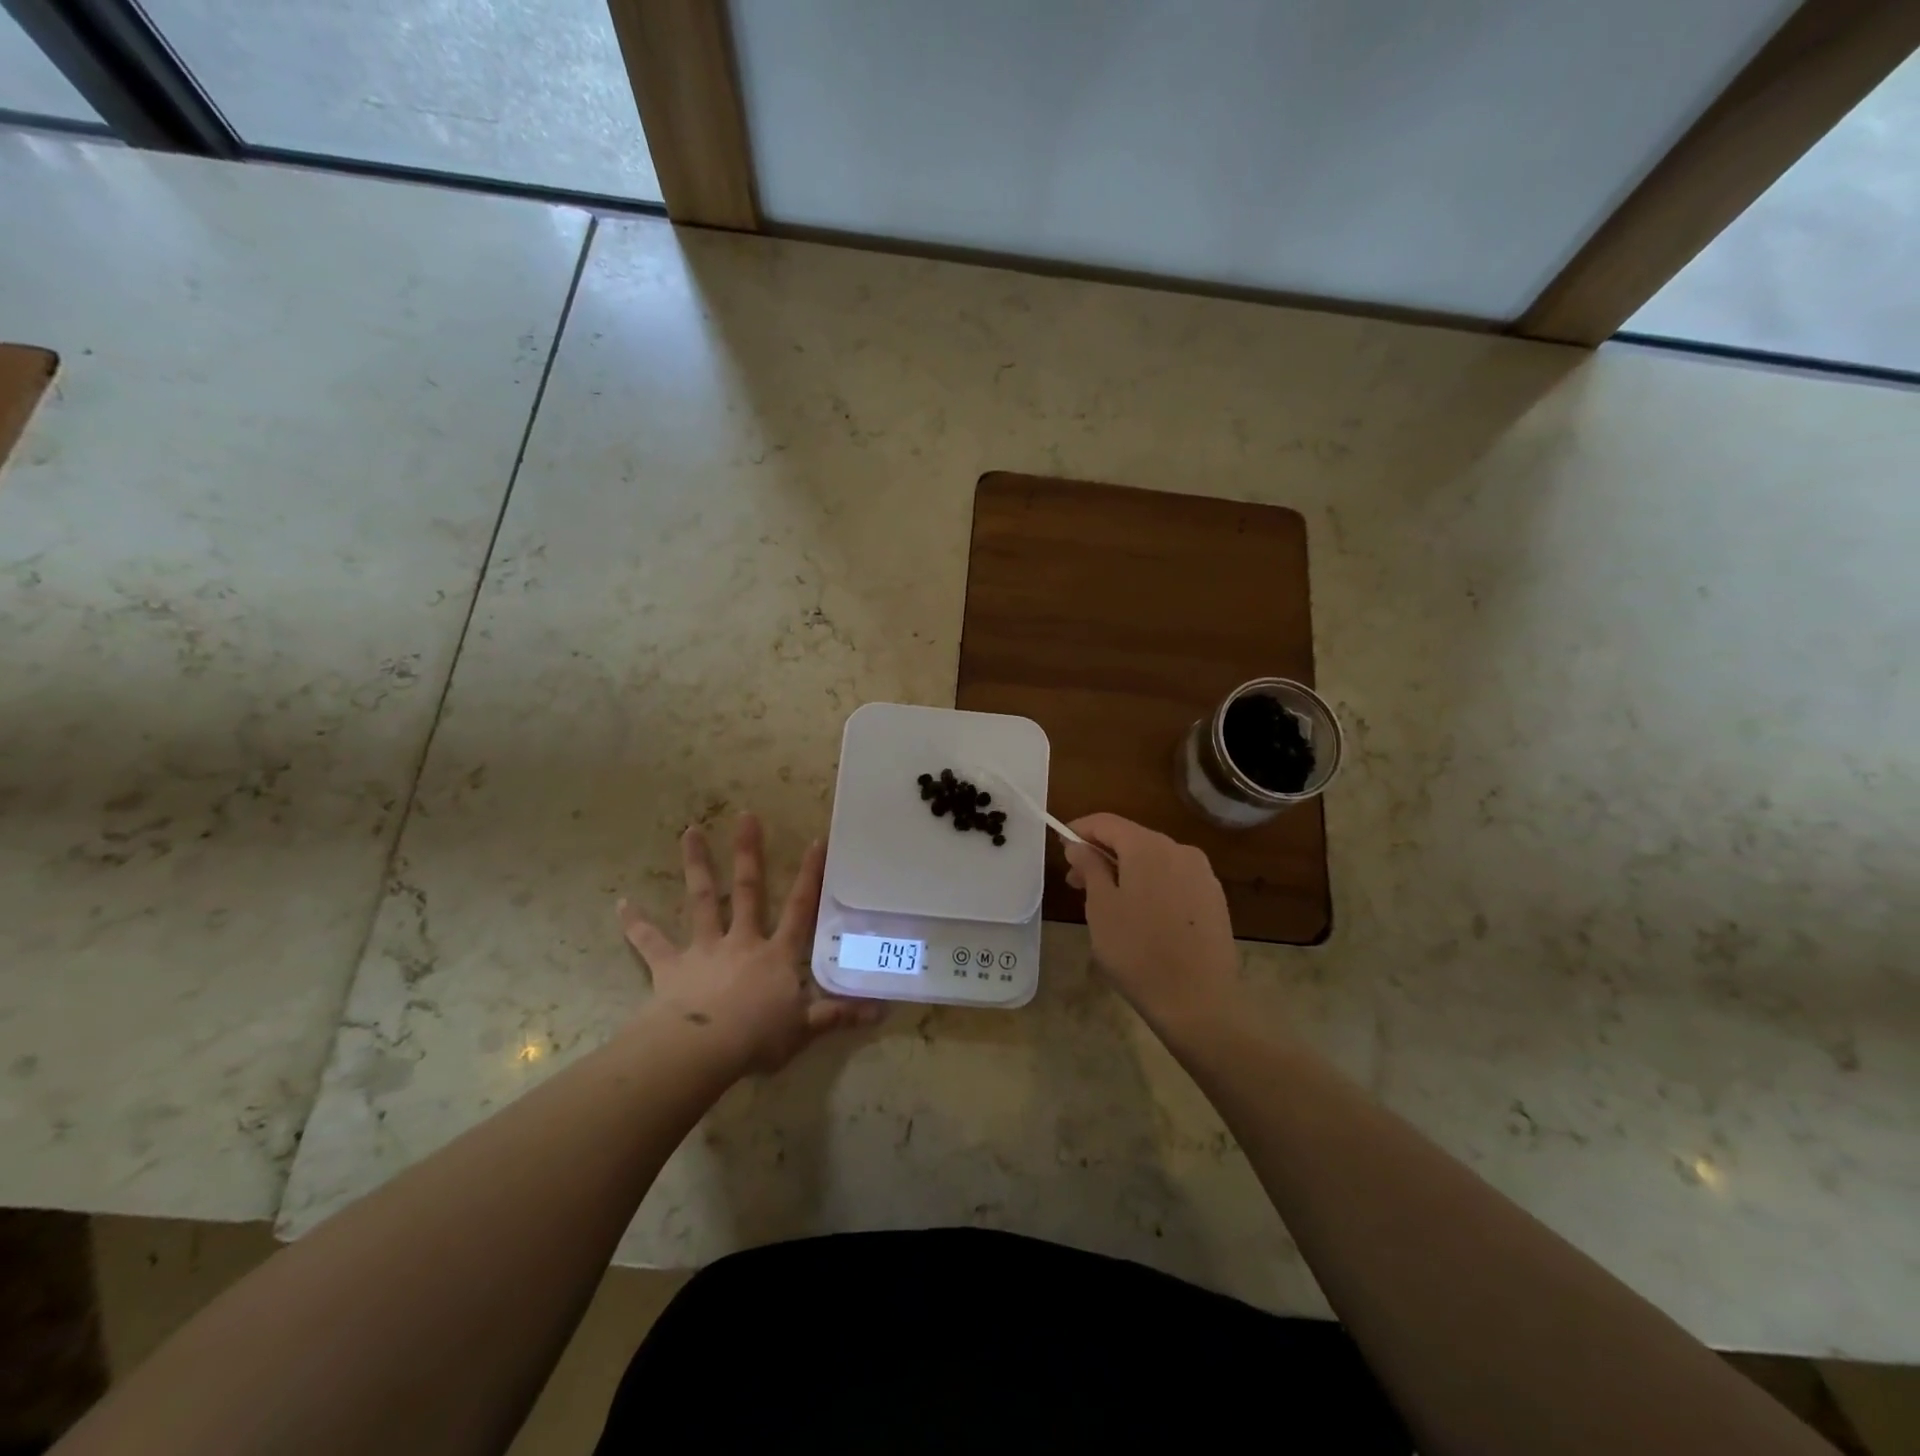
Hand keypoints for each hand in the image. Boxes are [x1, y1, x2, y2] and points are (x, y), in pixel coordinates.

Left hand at [618, 814, 882, 1073]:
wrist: (702, 1050)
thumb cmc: (758, 1037)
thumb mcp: (805, 1029)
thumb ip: (839, 1015)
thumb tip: (882, 1009)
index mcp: (776, 954)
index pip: (799, 908)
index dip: (809, 876)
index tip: (815, 840)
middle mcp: (742, 941)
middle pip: (747, 890)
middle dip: (748, 852)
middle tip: (745, 815)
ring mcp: (704, 949)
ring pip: (701, 900)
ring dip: (696, 865)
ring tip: (690, 832)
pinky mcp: (670, 966)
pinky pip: (650, 942)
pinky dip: (635, 924)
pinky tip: (621, 904)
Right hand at [1062, 813, 1241, 1034]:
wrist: (1199, 1002)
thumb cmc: (1138, 952)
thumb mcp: (1101, 908)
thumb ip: (1090, 868)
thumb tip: (1079, 845)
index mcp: (1148, 847)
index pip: (1107, 822)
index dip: (1080, 830)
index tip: (1061, 846)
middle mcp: (1180, 850)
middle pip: (1132, 839)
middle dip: (1102, 854)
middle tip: (1076, 882)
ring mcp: (1202, 874)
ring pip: (1154, 860)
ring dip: (1126, 871)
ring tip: (1106, 902)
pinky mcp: (1214, 899)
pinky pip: (1173, 879)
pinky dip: (1151, 885)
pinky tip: (1140, 915)